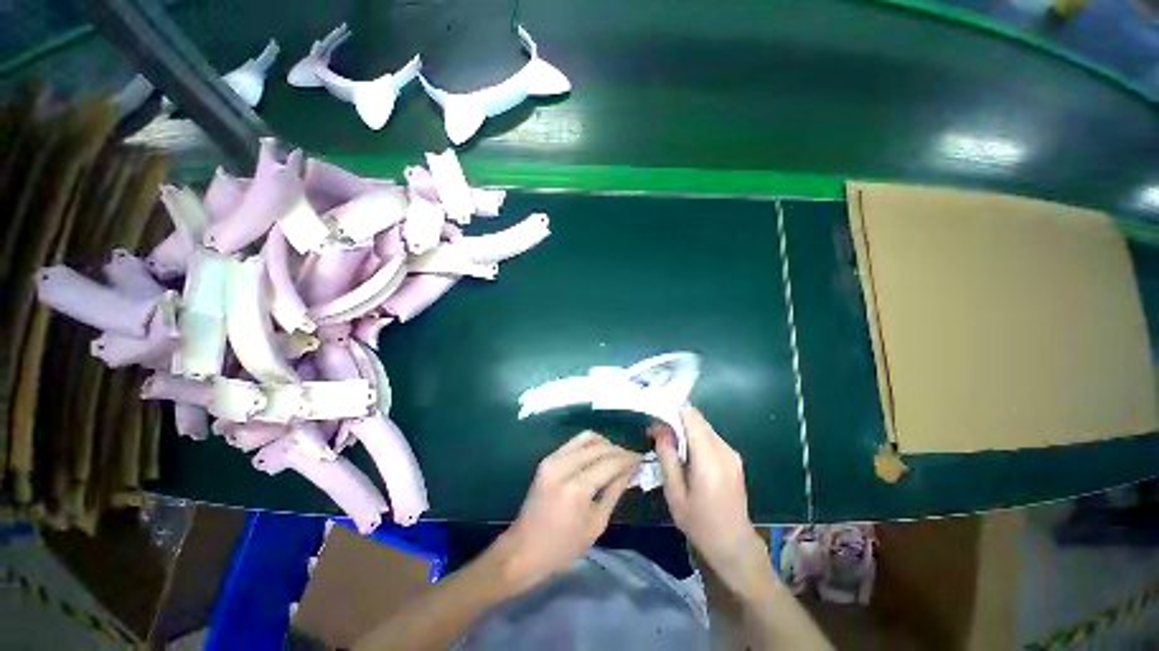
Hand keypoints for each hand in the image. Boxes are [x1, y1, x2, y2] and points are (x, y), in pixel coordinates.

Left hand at [491, 431, 639, 592]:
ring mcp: (552, 459)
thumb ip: (614, 491)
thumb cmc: (563, 547)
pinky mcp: (547, 458)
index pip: (610, 462)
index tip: (641, 459)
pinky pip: (575, 442)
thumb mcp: (596, 524)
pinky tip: (599, 457)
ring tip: (616, 458)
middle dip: (619, 450)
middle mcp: (563, 466)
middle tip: (631, 460)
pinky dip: (591, 445)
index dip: (628, 458)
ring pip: (587, 438)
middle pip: (599, 446)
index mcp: (576, 489)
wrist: (524, 549)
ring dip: (605, 445)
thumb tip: (631, 470)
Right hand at [655, 408, 768, 594]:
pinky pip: (710, 437)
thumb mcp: (674, 493)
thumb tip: (660, 428)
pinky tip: (687, 457)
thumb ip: (667, 456)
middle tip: (658, 437)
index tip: (656, 420)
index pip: (691, 416)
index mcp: (709, 459)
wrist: (734, 545)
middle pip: (697, 419)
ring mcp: (732, 453)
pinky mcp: (734, 458)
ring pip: (703, 427)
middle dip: (676, 421)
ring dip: (685, 431)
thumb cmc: (700, 523)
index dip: (672, 411)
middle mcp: (724, 450)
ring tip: (670, 449)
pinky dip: (695, 439)